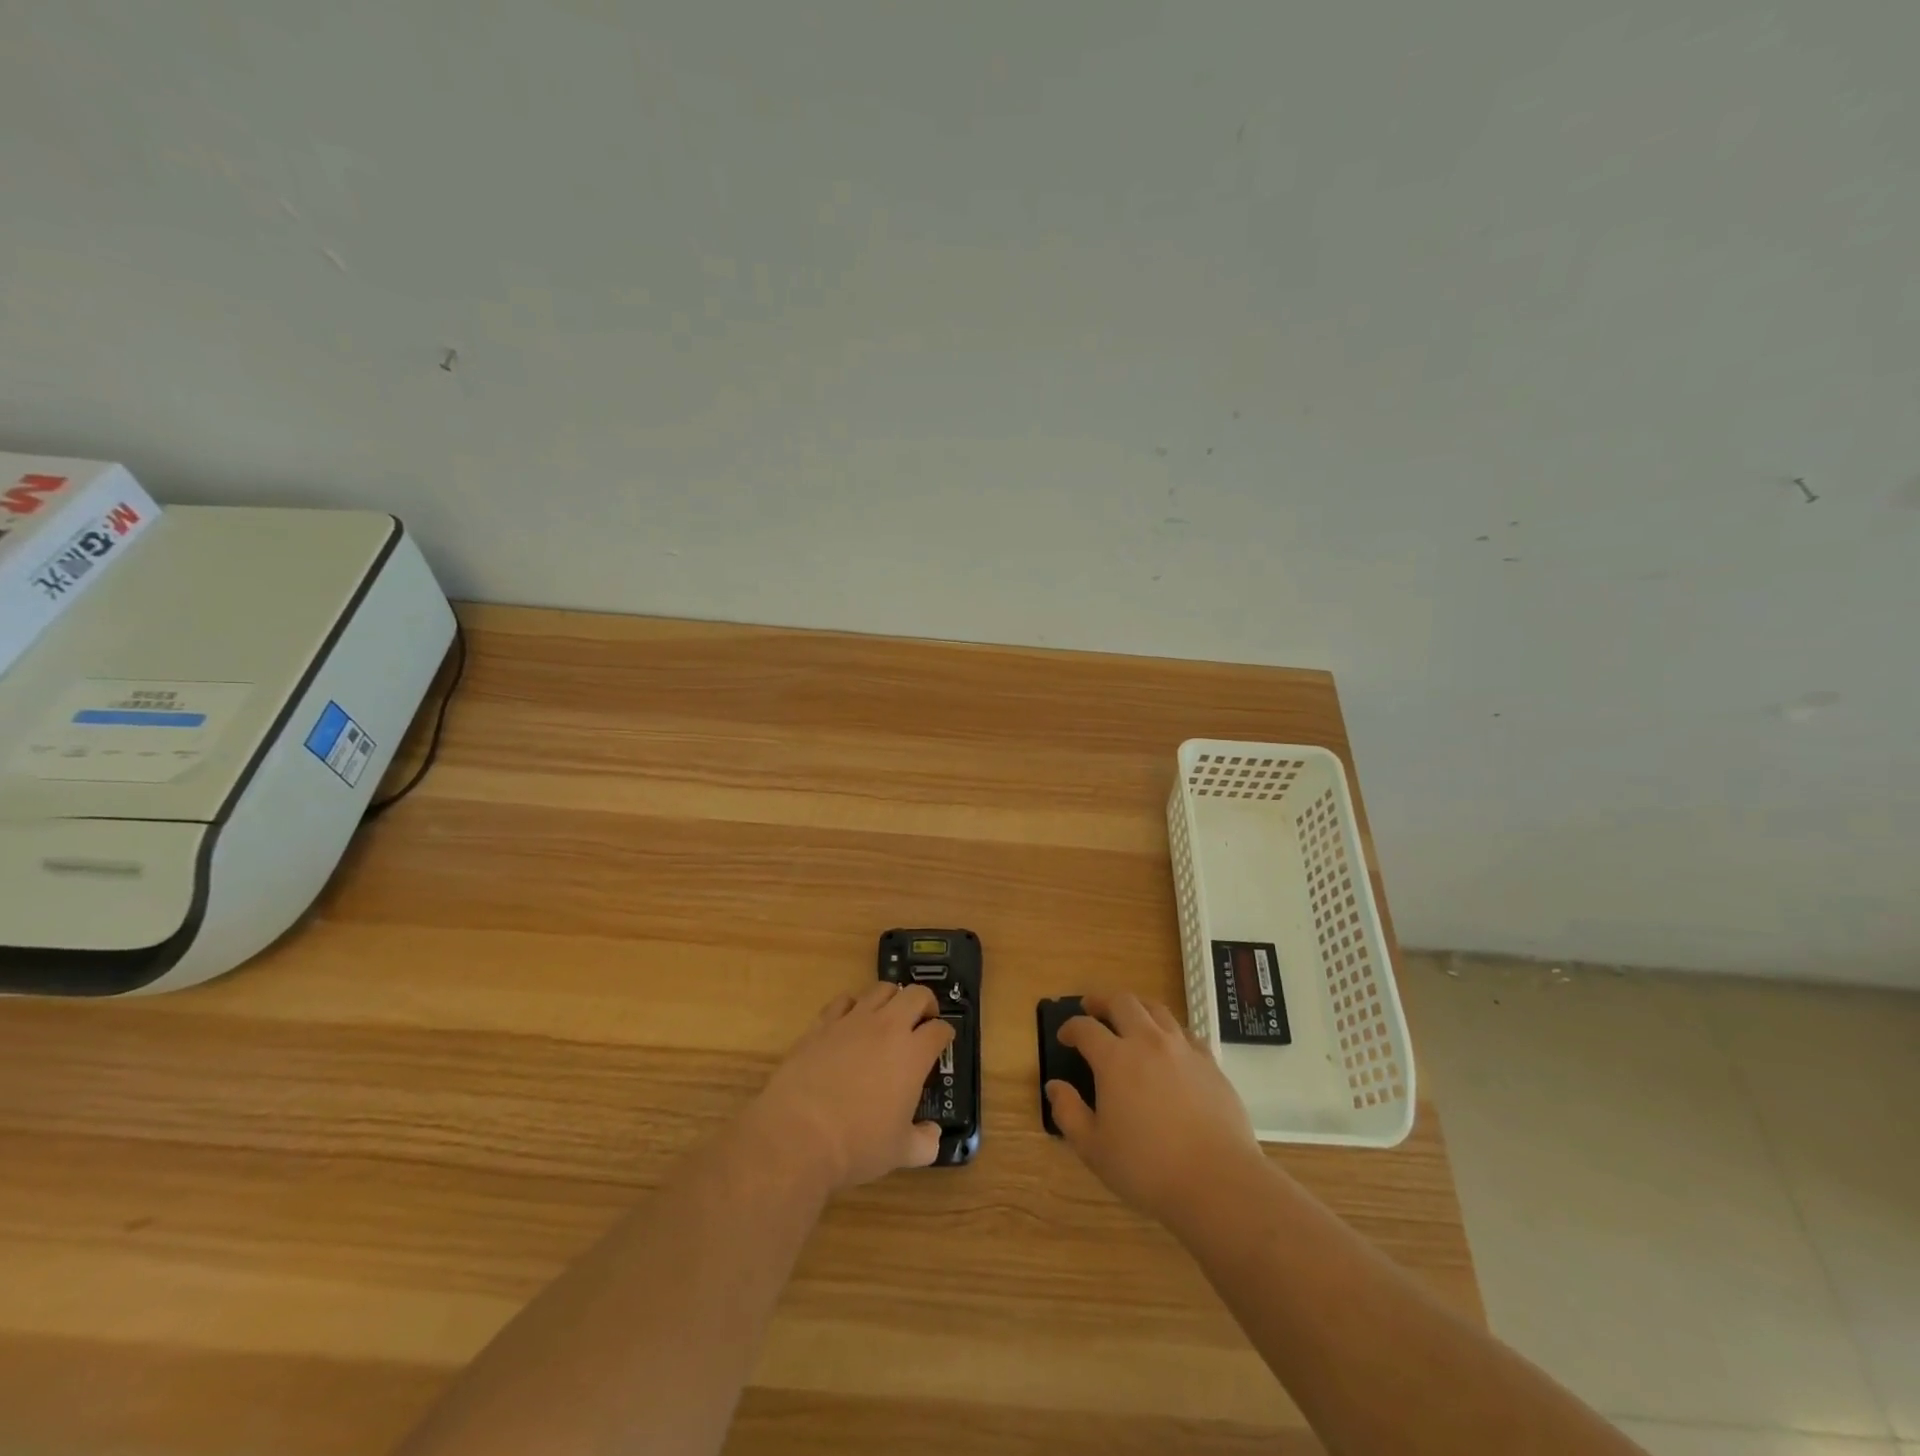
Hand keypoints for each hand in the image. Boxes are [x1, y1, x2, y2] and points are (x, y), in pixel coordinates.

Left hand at [745, 983, 953, 1195]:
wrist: (799, 1134)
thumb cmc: (857, 1144)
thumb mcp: (900, 1152)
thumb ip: (925, 1142)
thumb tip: (933, 1136)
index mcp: (913, 1054)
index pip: (940, 1029)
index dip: (945, 1034)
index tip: (943, 1042)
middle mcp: (887, 1027)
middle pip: (916, 994)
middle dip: (926, 1003)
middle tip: (923, 1021)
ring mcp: (853, 1021)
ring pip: (881, 989)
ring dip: (892, 998)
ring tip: (889, 1017)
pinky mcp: (822, 1024)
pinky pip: (843, 1000)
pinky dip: (853, 1006)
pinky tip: (851, 1022)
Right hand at [1045, 991, 1264, 1228]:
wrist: (1217, 1181)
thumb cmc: (1147, 1168)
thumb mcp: (1094, 1148)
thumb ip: (1068, 1113)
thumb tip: (1054, 1086)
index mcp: (1115, 1059)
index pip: (1085, 1028)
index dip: (1070, 1028)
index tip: (1064, 1036)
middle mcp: (1147, 1042)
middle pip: (1122, 1002)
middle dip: (1102, 1000)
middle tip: (1092, 1007)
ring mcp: (1182, 1049)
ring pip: (1156, 1009)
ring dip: (1136, 1006)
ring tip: (1129, 1015)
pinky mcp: (1210, 1062)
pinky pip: (1185, 1032)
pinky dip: (1169, 1030)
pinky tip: (1168, 1044)